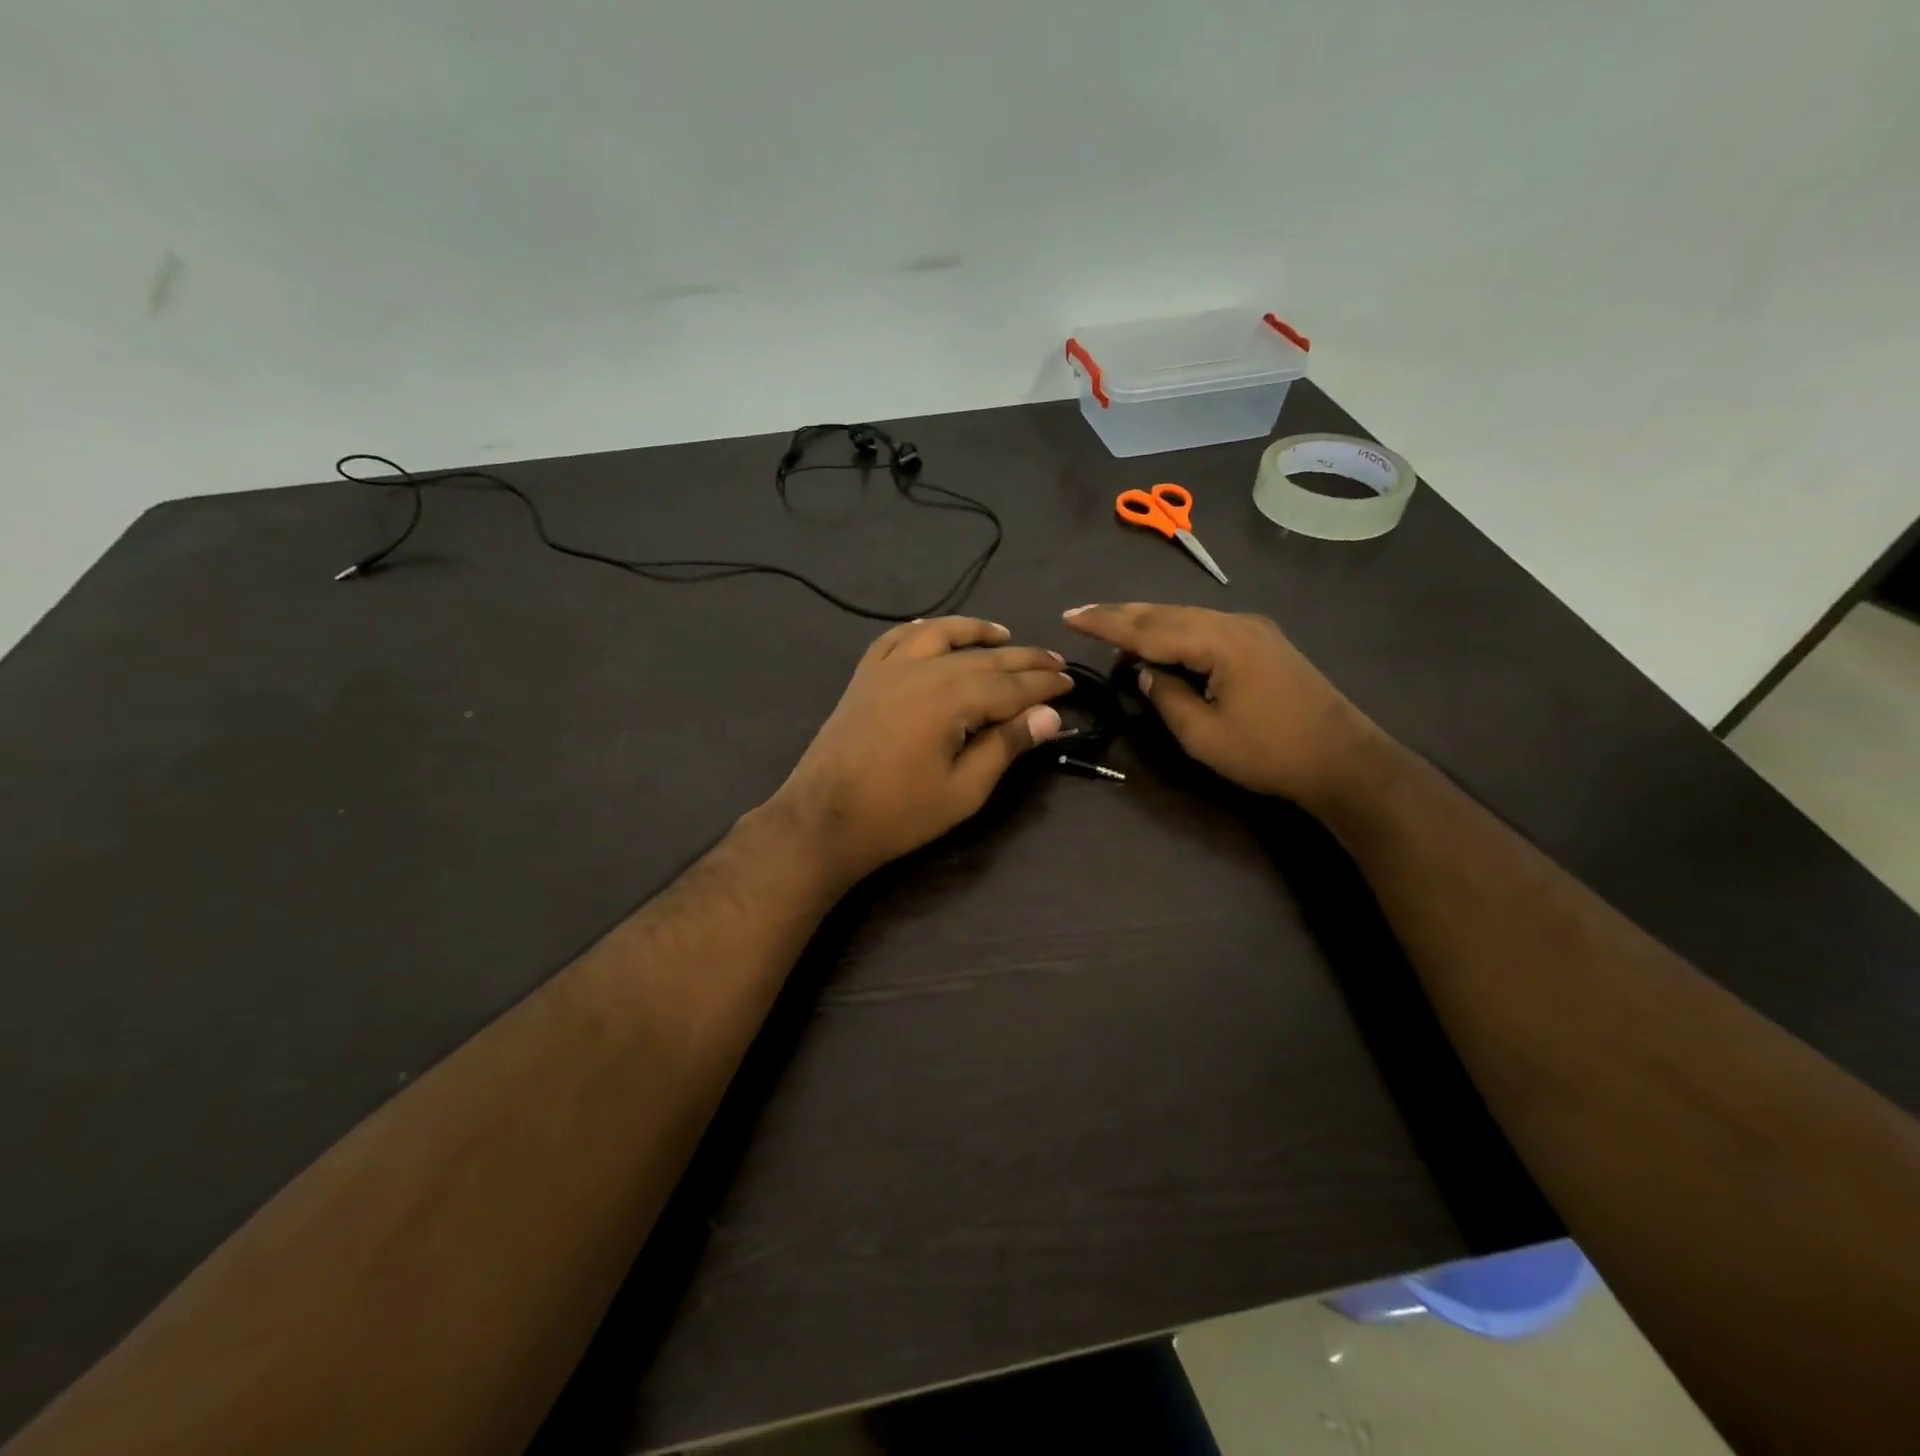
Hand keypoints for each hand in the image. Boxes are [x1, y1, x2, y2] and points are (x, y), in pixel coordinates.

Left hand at [770, 617, 1071, 884]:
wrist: (825, 818)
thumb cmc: (900, 813)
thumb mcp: (964, 789)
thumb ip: (1006, 745)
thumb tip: (1050, 715)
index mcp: (952, 699)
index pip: (1011, 685)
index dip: (1044, 685)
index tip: (1070, 684)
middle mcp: (923, 670)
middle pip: (984, 657)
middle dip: (1024, 659)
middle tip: (1054, 662)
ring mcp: (889, 668)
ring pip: (940, 635)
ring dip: (975, 631)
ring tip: (1004, 634)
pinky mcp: (864, 676)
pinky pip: (896, 638)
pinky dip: (921, 630)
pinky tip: (933, 631)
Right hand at [1063, 603, 1379, 806]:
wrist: (1344, 760)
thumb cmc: (1270, 753)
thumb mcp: (1204, 735)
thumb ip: (1166, 697)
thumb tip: (1144, 672)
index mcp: (1219, 641)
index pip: (1149, 628)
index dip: (1106, 624)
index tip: (1069, 617)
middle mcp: (1235, 622)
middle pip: (1166, 613)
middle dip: (1120, 614)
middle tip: (1080, 614)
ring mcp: (1253, 629)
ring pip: (1186, 616)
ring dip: (1146, 621)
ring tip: (1109, 625)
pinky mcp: (1262, 641)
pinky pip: (1205, 626)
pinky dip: (1173, 630)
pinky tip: (1158, 638)